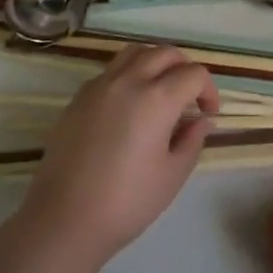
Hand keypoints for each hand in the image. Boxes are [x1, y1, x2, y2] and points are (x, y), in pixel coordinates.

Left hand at [18, 43, 219, 267]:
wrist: (64, 219)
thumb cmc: (127, 201)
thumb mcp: (172, 175)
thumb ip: (192, 140)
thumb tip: (200, 121)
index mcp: (157, 99)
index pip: (194, 74)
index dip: (208, 90)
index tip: (208, 114)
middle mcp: (128, 81)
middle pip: (165, 53)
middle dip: (184, 69)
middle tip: (189, 97)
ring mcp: (99, 86)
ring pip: (135, 53)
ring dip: (155, 63)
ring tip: (161, 90)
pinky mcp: (78, 98)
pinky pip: (111, 70)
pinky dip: (129, 74)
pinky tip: (130, 105)